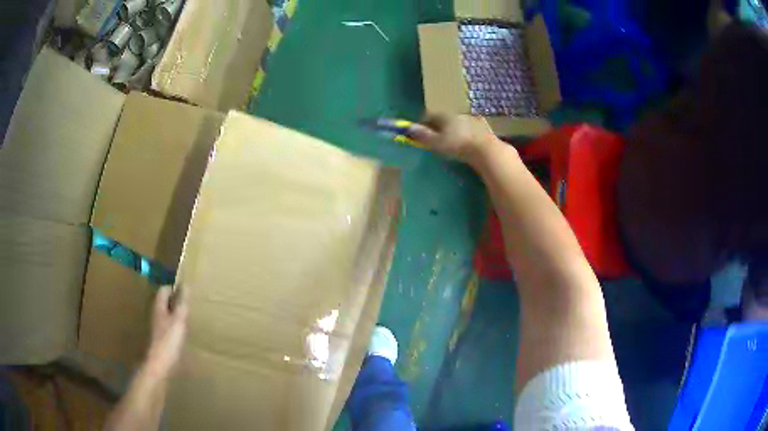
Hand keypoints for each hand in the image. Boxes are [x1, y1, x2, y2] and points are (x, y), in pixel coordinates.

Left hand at [146, 286, 187, 376]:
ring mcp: (158, 326)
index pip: (164, 290)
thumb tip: (186, 285)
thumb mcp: (178, 320)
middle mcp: (156, 314)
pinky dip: (176, 325)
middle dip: (175, 300)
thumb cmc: (169, 340)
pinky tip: (184, 332)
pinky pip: (169, 325)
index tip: (186, 291)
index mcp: (159, 307)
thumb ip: (182, 304)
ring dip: (176, 313)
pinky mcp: (161, 338)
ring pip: (167, 314)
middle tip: (189, 302)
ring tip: (189, 316)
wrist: (160, 363)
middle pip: (165, 302)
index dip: (174, 288)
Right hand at [408, 113, 498, 163]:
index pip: (428, 116)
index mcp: (444, 115)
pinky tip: (466, 140)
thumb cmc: (457, 145)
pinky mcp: (482, 127)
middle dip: (437, 126)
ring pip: (457, 122)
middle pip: (443, 118)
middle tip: (434, 138)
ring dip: (452, 129)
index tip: (419, 133)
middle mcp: (457, 114)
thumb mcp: (436, 142)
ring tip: (451, 140)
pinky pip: (470, 127)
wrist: (485, 149)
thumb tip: (406, 128)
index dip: (422, 124)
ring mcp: (471, 119)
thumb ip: (422, 135)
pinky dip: (465, 132)